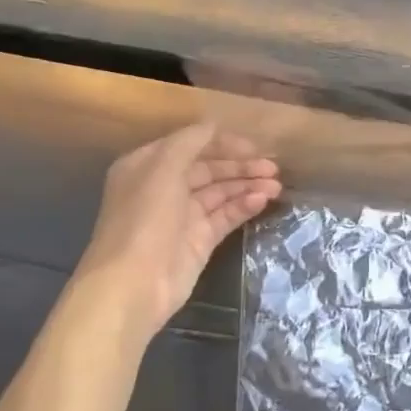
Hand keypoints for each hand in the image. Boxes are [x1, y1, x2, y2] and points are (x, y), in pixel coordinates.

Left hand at [65, 123, 281, 346]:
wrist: (133, 284)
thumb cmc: (145, 220)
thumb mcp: (162, 170)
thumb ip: (189, 142)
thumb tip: (213, 126)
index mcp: (148, 166)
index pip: (192, 145)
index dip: (223, 143)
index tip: (254, 145)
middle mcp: (165, 188)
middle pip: (210, 169)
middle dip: (241, 165)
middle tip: (273, 166)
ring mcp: (183, 216)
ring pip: (221, 192)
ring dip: (248, 185)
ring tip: (276, 185)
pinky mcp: (199, 240)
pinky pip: (225, 216)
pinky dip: (244, 206)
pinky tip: (263, 200)